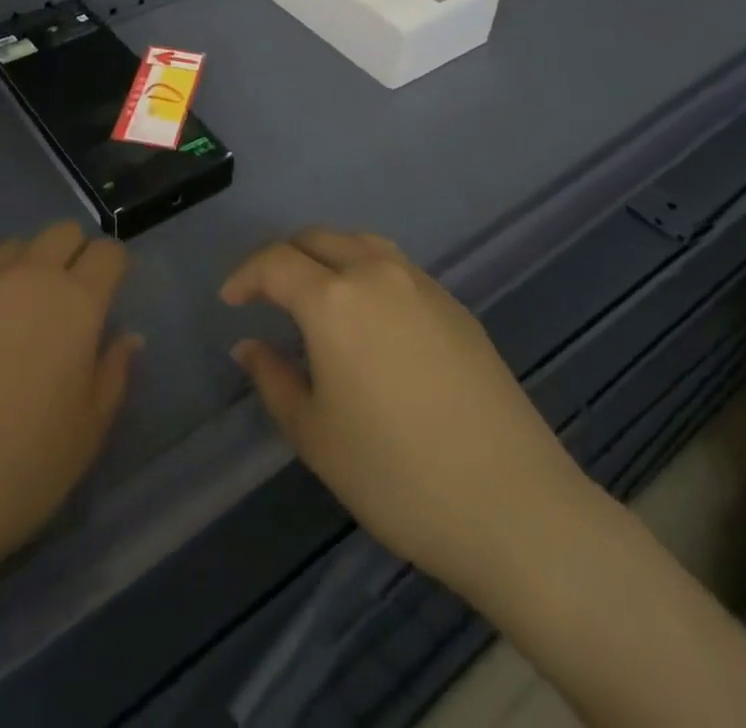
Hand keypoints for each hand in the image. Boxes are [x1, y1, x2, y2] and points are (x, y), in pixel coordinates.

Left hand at [0, 221, 140, 596]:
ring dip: (26, 267)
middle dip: (74, 255)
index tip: (108, 295)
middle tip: (67, 301)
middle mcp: (29, 277)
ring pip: (14, 247)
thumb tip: (127, 336)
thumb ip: (113, 372)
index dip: (113, 268)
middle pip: (62, 232)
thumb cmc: (20, 470)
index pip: (108, 251)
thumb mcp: (88, 431)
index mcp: (76, 302)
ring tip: (16, 313)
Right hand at [222, 229, 586, 602]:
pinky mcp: (456, 306)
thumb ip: (272, 379)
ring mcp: (423, 285)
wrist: (515, 506)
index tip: (230, 301)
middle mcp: (376, 274)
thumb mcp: (315, 435)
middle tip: (266, 294)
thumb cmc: (397, 476)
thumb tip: (247, 346)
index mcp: (334, 299)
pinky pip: (396, 267)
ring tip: (315, 293)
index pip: (275, 262)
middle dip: (283, 257)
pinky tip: (369, 316)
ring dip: (327, 256)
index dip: (245, 276)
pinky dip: (366, 272)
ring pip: (361, 243)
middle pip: (318, 238)